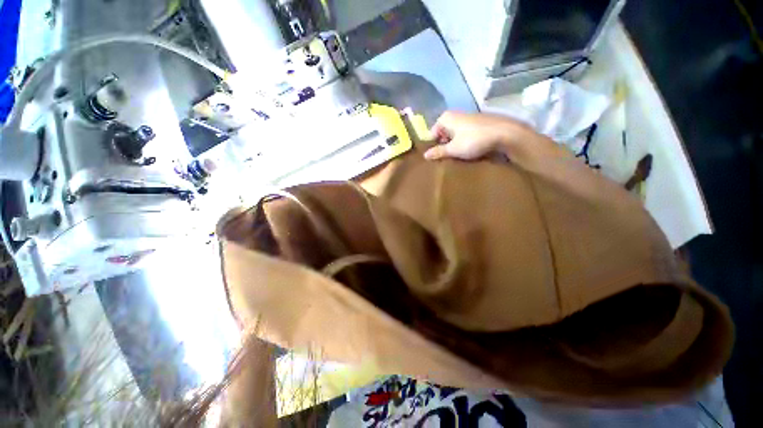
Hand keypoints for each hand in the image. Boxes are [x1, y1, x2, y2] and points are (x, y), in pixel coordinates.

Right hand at [423, 111, 530, 160]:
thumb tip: (425, 155)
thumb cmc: (473, 140)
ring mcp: (467, 118)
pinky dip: (462, 141)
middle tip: (445, 158)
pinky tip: (467, 150)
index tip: (435, 157)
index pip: (432, 134)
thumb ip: (438, 152)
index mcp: (445, 118)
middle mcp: (454, 115)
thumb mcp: (453, 149)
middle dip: (443, 145)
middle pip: (442, 133)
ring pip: (453, 134)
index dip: (432, 146)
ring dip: (453, 144)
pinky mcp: (477, 122)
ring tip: (456, 156)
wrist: (504, 133)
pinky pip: (463, 133)